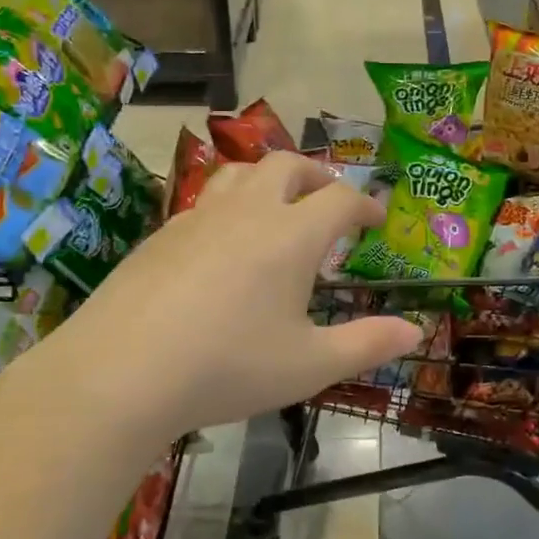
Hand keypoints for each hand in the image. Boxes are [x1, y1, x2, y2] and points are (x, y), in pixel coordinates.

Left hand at [13, 152, 421, 439]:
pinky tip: (223, 244)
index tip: (375, 219)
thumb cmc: (228, 367)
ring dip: (269, 179)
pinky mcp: (161, 235)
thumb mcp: (309, 365)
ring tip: (277, 206)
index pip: (339, 199)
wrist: (121, 372)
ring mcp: (198, 218)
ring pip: (240, 173)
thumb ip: (367, 344)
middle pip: (287, 166)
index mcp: (291, 235)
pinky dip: (229, 207)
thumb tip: (416, 331)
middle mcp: (247, 212)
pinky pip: (205, 201)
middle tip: (329, 200)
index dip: (364, 205)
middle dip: (317, 177)